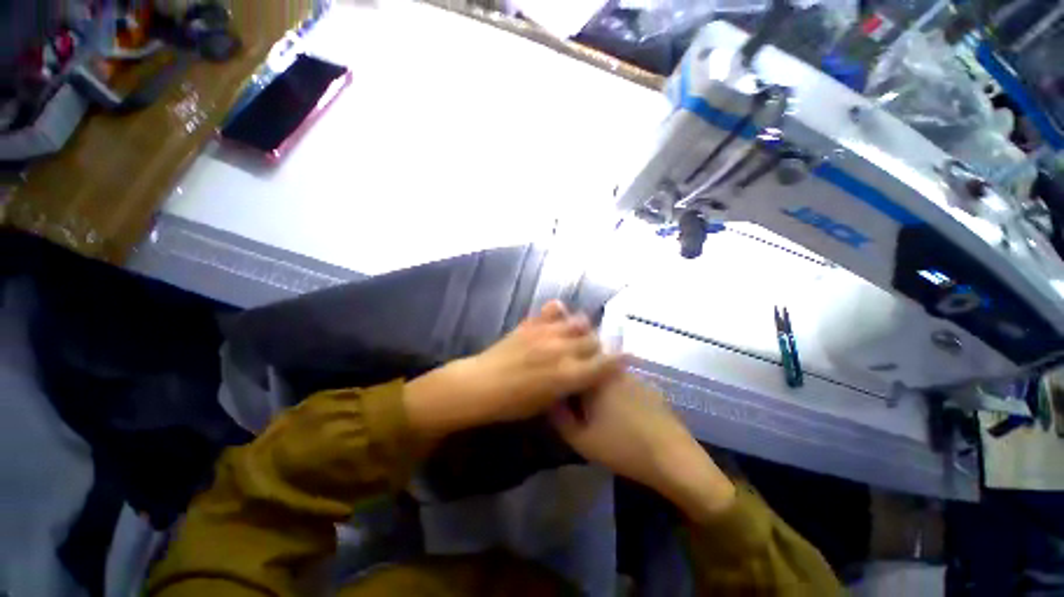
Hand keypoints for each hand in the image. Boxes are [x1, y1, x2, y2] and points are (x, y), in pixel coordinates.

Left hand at [405, 300, 623, 438]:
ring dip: (581, 328)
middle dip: (597, 345)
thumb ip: (569, 386)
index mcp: (567, 375)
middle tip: (593, 351)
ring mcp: (545, 333)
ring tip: (577, 334)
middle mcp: (561, 350)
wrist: (479, 384)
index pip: (604, 364)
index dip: (619, 359)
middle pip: (592, 340)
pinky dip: (559, 312)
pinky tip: (559, 316)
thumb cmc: (513, 404)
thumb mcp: (547, 404)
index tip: (627, 357)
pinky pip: (551, 311)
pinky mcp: (531, 324)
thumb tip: (584, 375)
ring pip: (576, 322)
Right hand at [550, 373, 735, 521]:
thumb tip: (550, 400)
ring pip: (605, 373)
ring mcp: (632, 376)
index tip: (558, 391)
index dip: (562, 375)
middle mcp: (613, 369)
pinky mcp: (646, 385)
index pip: (572, 364)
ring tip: (595, 408)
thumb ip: (559, 418)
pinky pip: (621, 381)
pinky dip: (614, 390)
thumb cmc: (622, 447)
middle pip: (589, 366)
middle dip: (579, 378)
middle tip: (575, 403)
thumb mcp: (581, 439)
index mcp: (595, 377)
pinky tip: (619, 412)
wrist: (673, 458)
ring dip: (596, 384)